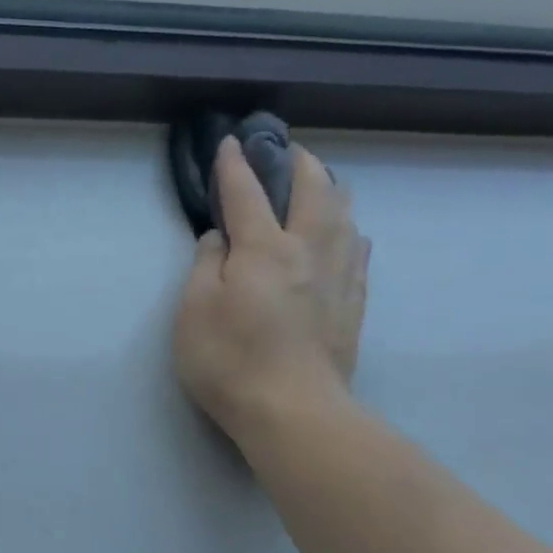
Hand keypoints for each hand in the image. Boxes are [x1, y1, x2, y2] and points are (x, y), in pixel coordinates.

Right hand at [173, 137, 368, 466]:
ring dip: (330, 189)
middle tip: (285, 151)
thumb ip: (205, 265)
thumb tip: (219, 236)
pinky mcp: (354, 302)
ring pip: (345, 214)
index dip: (234, 166)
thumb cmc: (230, 361)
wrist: (292, 410)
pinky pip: (358, 249)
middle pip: (314, 189)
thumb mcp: (194, 311)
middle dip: (298, 163)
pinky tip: (346, 234)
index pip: (246, 193)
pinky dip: (348, 228)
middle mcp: (308, 250)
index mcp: (264, 248)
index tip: (229, 142)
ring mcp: (338, 276)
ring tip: (320, 184)